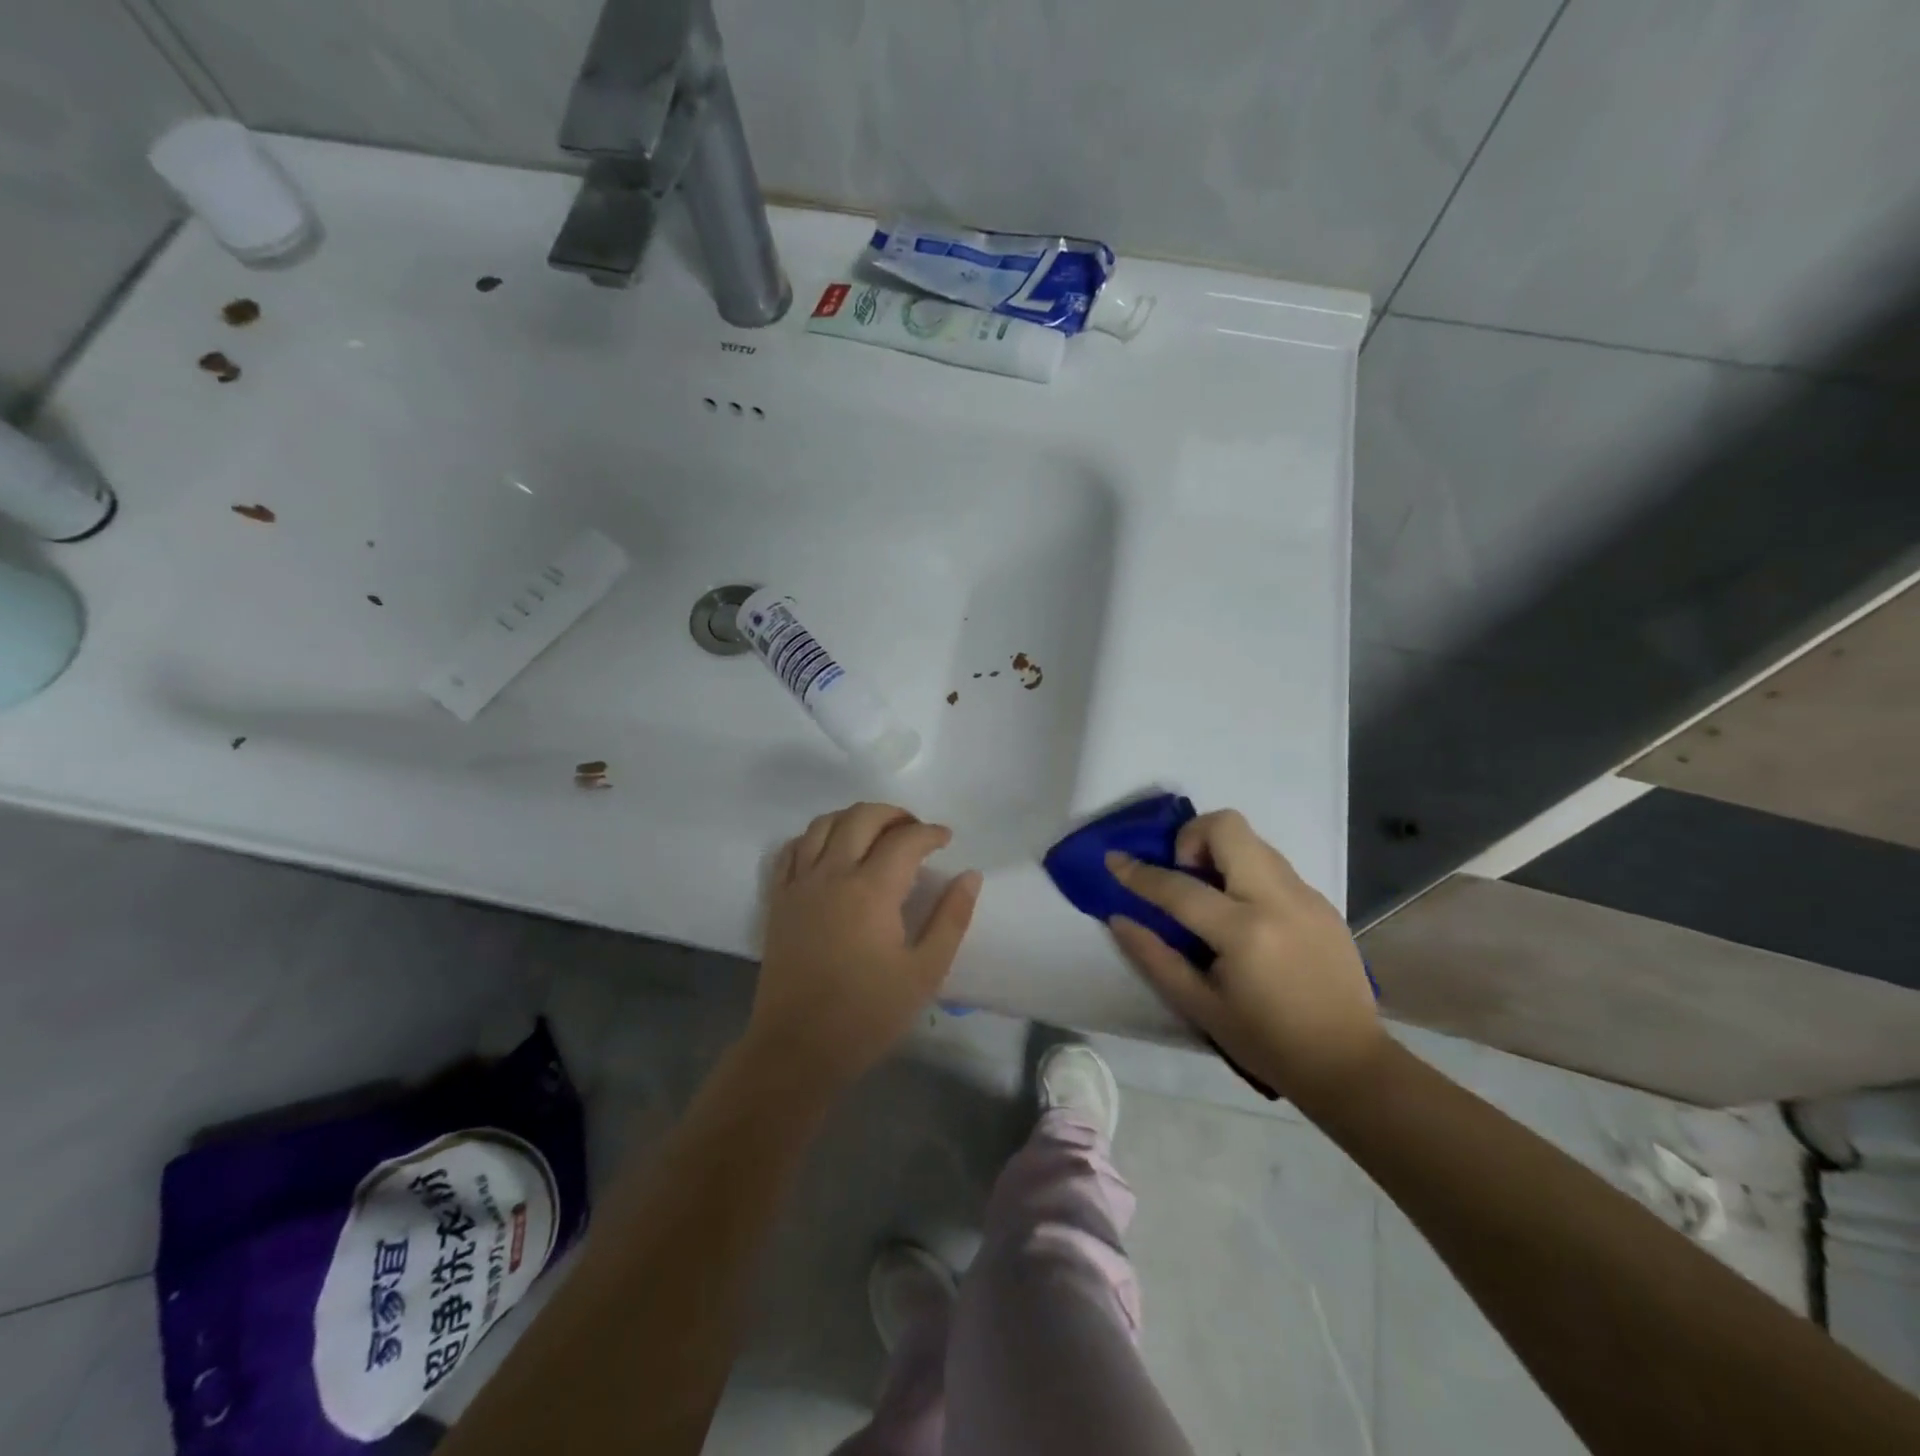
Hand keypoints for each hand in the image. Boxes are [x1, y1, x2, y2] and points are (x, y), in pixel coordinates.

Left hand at [750, 802, 981, 1094]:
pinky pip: (792, 849)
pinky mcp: (778, 900)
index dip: (930, 833)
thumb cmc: (868, 1014)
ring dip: (854, 818)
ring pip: (823, 824)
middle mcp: (832, 874)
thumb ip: (951, 918)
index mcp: (871, 890)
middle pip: (861, 817)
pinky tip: (830, 850)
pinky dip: (814, 837)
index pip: (905, 840)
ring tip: (875, 834)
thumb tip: (970, 876)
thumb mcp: (925, 972)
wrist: (798, 1049)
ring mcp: (799, 884)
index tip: (946, 840)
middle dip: (894, 814)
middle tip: (914, 830)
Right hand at [1106, 810, 1384, 1106]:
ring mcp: (1306, 896)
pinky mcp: (1323, 901)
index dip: (1138, 872)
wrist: (1349, 1064)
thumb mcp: (1199, 1007)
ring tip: (1213, 897)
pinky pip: (1274, 866)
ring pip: (1253, 840)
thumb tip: (1119, 918)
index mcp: (1244, 932)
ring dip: (1221, 853)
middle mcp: (1278, 899)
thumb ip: (1154, 957)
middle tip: (1184, 875)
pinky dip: (1247, 873)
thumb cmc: (1266, 1042)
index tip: (1114, 859)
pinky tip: (1247, 917)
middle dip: (1192, 837)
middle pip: (1228, 827)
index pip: (1179, 886)